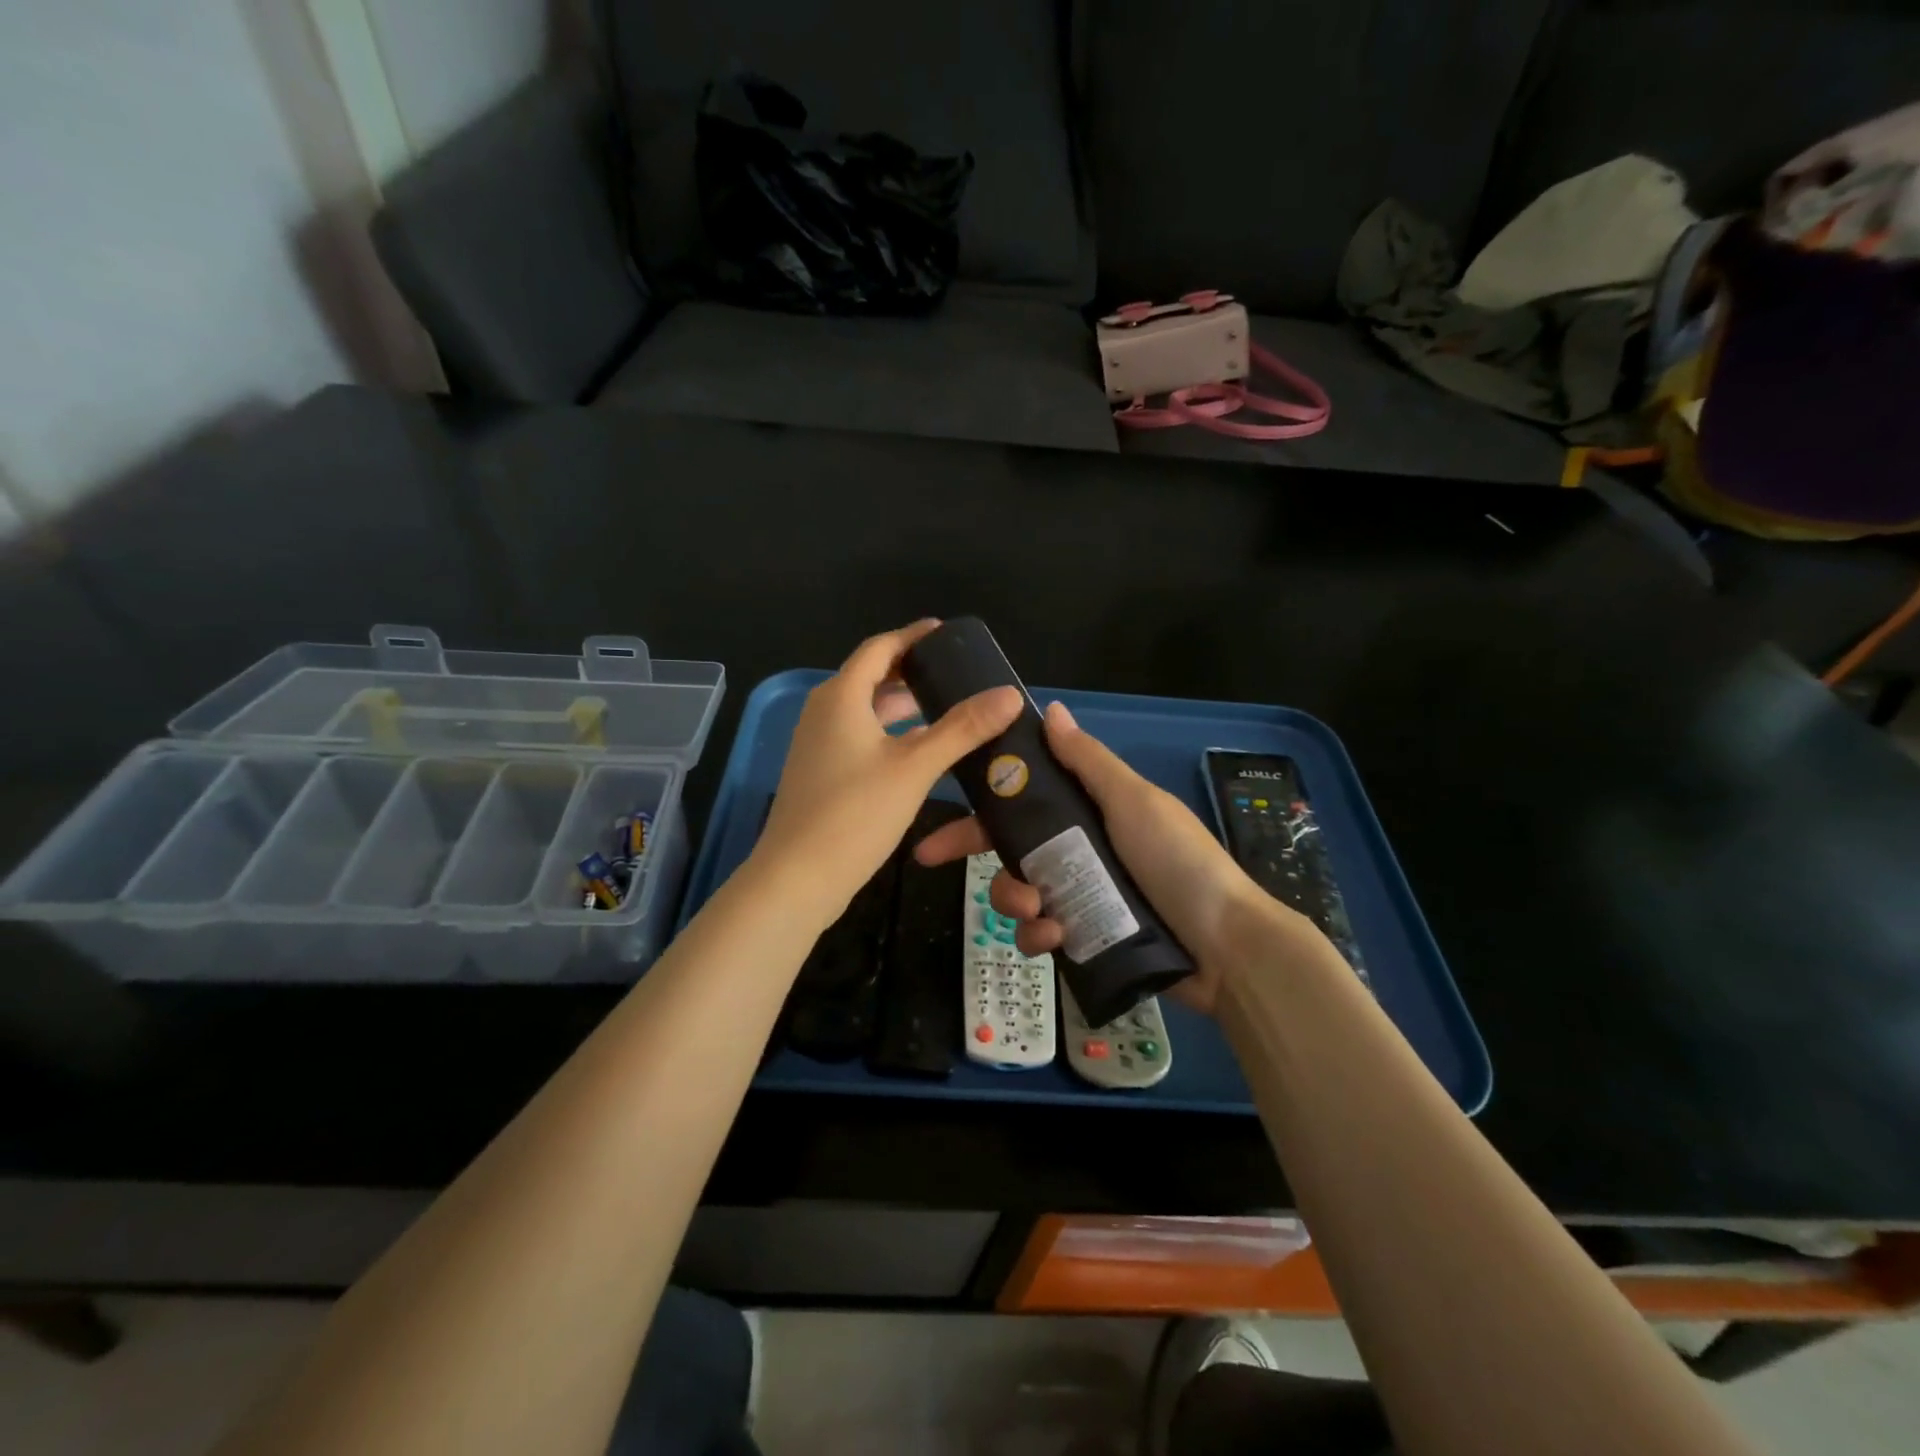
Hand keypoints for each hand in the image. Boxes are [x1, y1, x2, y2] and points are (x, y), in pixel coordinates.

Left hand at [751, 621, 1021, 928]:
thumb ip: (962, 729)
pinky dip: (889, 732)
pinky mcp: (820, 773)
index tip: (944, 633)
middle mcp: (823, 712)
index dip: (912, 637)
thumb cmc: (855, 814)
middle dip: (910, 671)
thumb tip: (1009, 694)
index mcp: (841, 697)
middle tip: (954, 673)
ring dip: (900, 704)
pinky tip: (917, 751)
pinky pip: (858, 736)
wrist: (797, 878)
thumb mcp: (915, 767)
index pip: (879, 648)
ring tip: (944, 706)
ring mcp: (817, 744)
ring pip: (864, 710)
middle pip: (869, 677)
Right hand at [914, 701, 1278, 1014]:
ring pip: (1019, 892)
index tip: (942, 794)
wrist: (1226, 946)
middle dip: (978, 852)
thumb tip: (1051, 710)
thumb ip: (1090, 761)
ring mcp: (1081, 896)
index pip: (1023, 797)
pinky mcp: (1086, 937)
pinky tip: (1056, 938)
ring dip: (1013, 900)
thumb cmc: (1178, 861)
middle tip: (936, 859)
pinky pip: (1042, 934)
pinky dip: (1040, 936)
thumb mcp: (1134, 802)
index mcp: (1089, 811)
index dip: (981, 796)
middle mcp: (1079, 849)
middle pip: (1010, 846)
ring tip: (1037, 912)